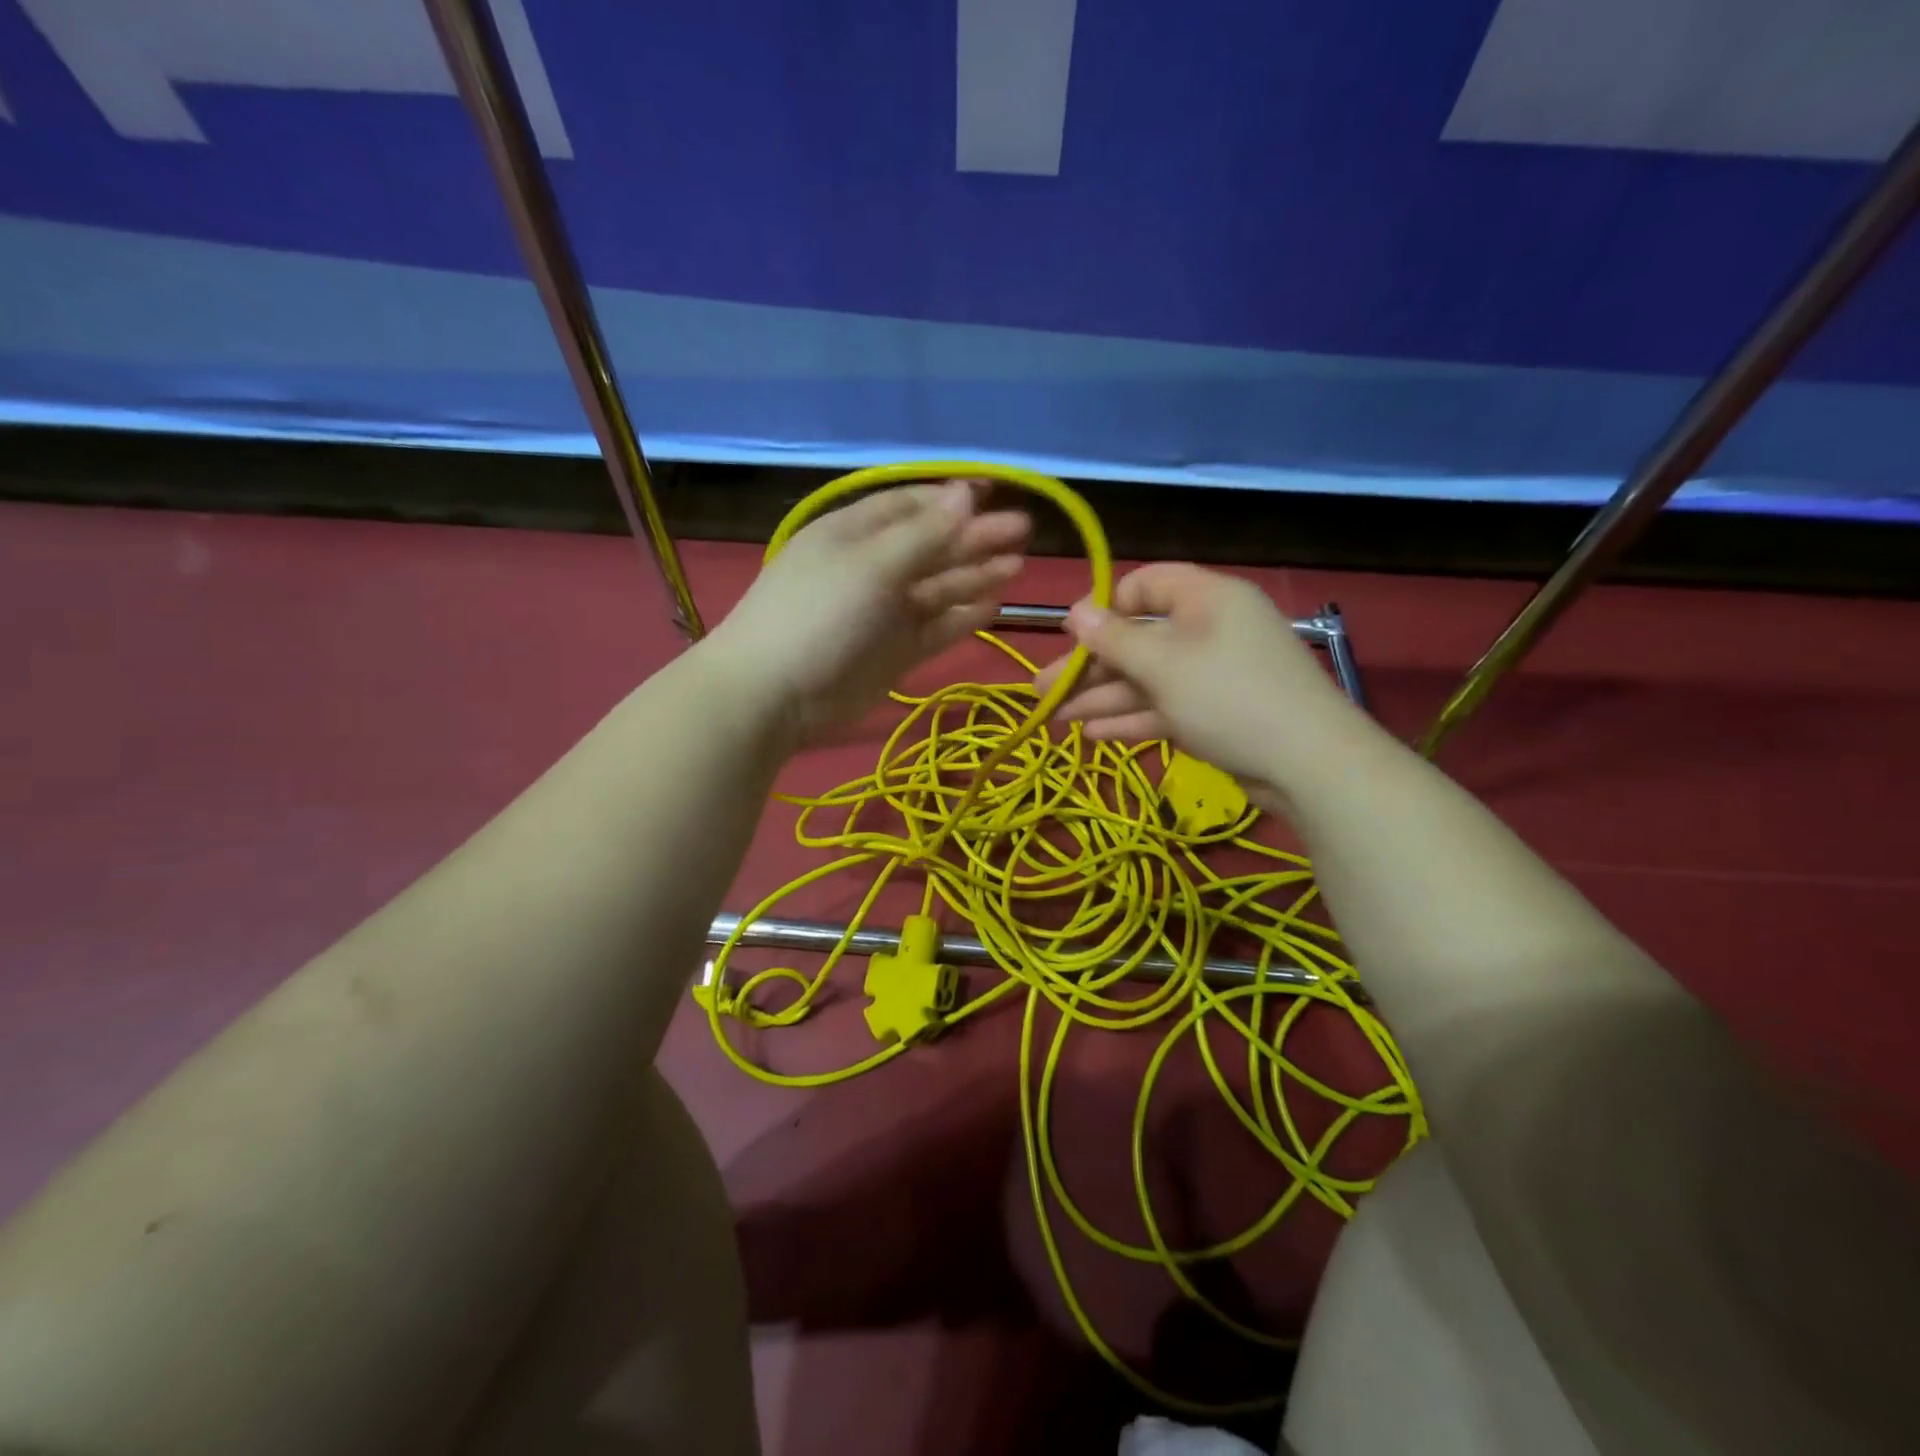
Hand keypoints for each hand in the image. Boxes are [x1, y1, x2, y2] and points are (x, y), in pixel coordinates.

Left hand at [704, 480, 1029, 745]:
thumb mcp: (871, 565)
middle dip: (975, 537)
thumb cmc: (819, 614)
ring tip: (1017, 565)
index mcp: (854, 533)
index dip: (952, 499)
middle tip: (1024, 531)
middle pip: (931, 546)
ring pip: (938, 588)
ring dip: (975, 575)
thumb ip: (924, 534)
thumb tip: (966, 491)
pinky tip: (994, 605)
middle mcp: (872, 568)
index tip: (996, 494)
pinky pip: (936, 627)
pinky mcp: (894, 651)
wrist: (774, 695)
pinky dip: (963, 617)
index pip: (909, 506)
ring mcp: (884, 613)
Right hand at [1033, 563, 1354, 809]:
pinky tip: (1092, 736)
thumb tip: (1074, 611)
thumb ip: (1114, 639)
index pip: (1147, 584)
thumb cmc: (1228, 697)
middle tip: (1042, 689)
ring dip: (1101, 698)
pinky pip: (1164, 707)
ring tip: (1053, 718)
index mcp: (1205, 599)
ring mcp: (1213, 675)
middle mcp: (1209, 630)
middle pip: (1138, 639)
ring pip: (1146, 679)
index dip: (1106, 607)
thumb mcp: (1163, 665)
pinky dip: (1131, 719)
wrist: (1307, 765)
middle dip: (1089, 667)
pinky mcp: (1215, 714)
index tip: (1073, 636)